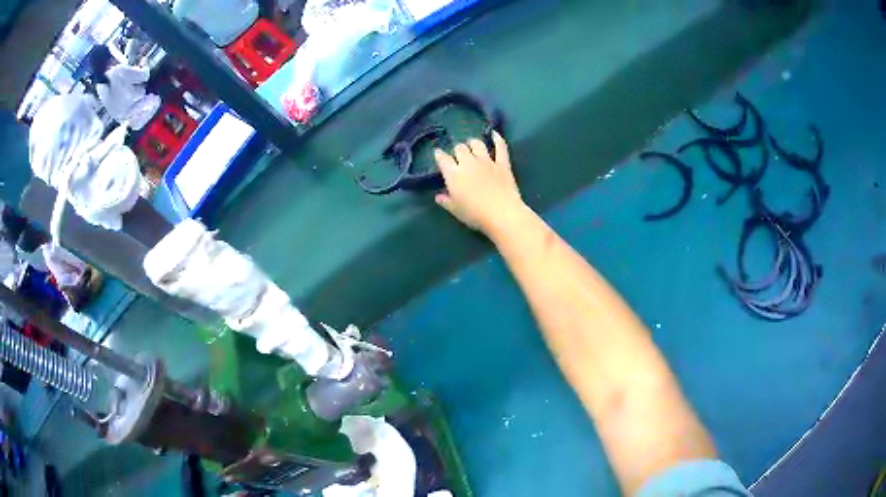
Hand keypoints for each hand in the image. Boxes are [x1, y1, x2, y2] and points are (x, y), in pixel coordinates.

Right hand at [434, 132, 523, 232]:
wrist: (502, 214)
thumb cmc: (475, 215)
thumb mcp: (456, 211)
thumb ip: (446, 201)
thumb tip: (438, 196)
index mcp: (454, 175)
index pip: (443, 159)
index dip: (439, 155)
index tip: (438, 153)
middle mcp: (468, 163)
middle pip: (460, 148)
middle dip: (457, 150)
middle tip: (458, 155)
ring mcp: (487, 161)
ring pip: (477, 144)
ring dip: (473, 143)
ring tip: (472, 144)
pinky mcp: (502, 164)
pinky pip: (500, 147)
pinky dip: (497, 139)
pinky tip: (494, 133)